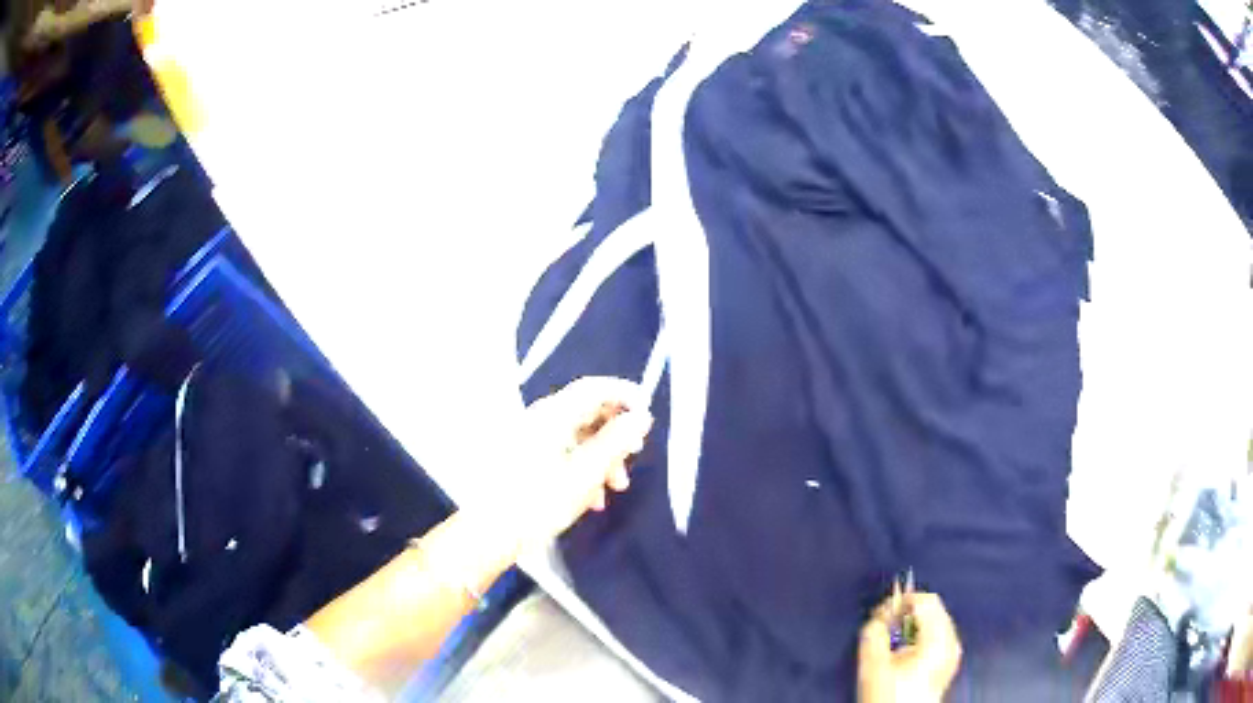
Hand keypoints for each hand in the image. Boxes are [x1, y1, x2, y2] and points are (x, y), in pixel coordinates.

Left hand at [505, 377, 652, 550]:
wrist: (492, 532)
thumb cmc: (541, 502)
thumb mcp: (587, 474)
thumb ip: (616, 442)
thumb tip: (641, 417)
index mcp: (552, 415)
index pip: (593, 388)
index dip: (624, 394)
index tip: (647, 412)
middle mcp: (539, 419)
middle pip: (586, 413)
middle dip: (615, 435)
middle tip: (635, 456)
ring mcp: (530, 439)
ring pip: (577, 437)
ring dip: (602, 457)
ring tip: (615, 488)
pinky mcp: (525, 459)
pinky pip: (562, 453)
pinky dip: (583, 468)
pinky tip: (592, 498)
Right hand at [858, 592, 962, 702]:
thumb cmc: (889, 696)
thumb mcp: (873, 665)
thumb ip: (873, 633)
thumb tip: (878, 616)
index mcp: (938, 638)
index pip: (925, 600)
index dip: (901, 601)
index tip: (882, 614)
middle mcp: (951, 641)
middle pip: (933, 608)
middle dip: (907, 613)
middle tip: (884, 627)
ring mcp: (953, 652)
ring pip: (935, 621)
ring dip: (913, 625)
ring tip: (892, 642)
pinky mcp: (949, 662)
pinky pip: (937, 635)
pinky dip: (920, 636)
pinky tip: (904, 653)